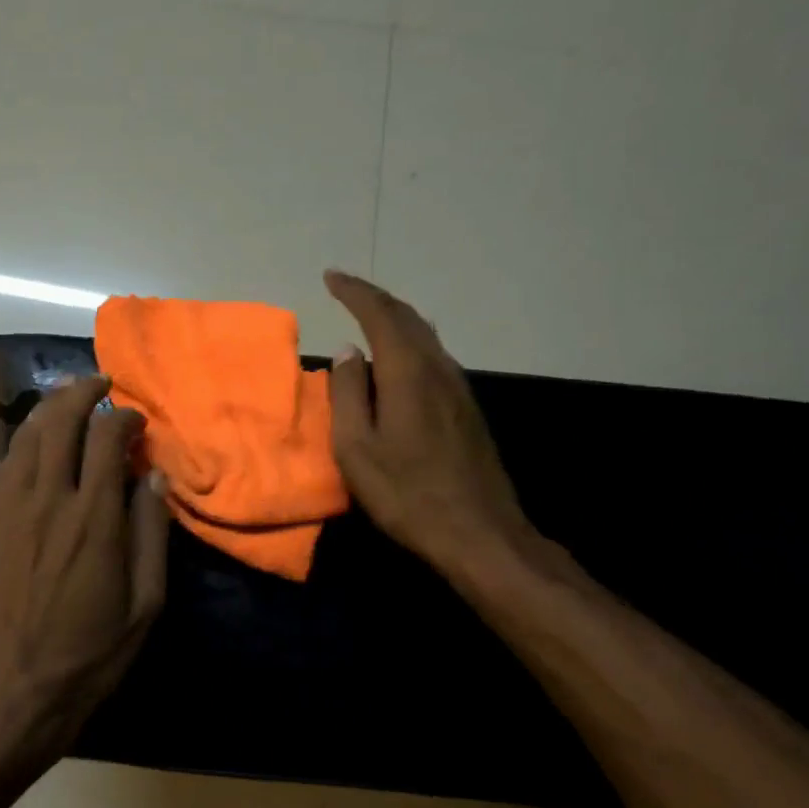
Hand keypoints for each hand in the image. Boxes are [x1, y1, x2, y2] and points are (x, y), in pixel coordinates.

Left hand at [0, 375, 169, 766]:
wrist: (13, 692)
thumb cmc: (90, 656)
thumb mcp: (144, 604)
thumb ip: (151, 535)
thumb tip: (152, 479)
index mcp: (93, 519)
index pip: (106, 437)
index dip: (124, 418)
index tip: (137, 422)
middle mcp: (48, 500)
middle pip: (60, 421)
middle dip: (82, 392)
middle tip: (101, 384)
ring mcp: (10, 509)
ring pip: (26, 435)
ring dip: (50, 408)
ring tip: (69, 400)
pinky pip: (6, 463)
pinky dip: (24, 439)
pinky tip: (37, 442)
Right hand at [324, 270, 538, 574]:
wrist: (477, 531)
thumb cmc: (406, 493)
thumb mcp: (357, 448)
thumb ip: (348, 394)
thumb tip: (347, 352)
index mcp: (408, 372)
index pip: (379, 314)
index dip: (354, 292)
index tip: (331, 277)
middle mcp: (438, 368)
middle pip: (408, 318)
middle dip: (375, 299)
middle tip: (347, 291)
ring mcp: (459, 388)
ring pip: (425, 336)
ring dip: (395, 320)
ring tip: (368, 319)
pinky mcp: (467, 409)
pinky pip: (434, 358)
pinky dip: (410, 344)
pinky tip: (400, 360)